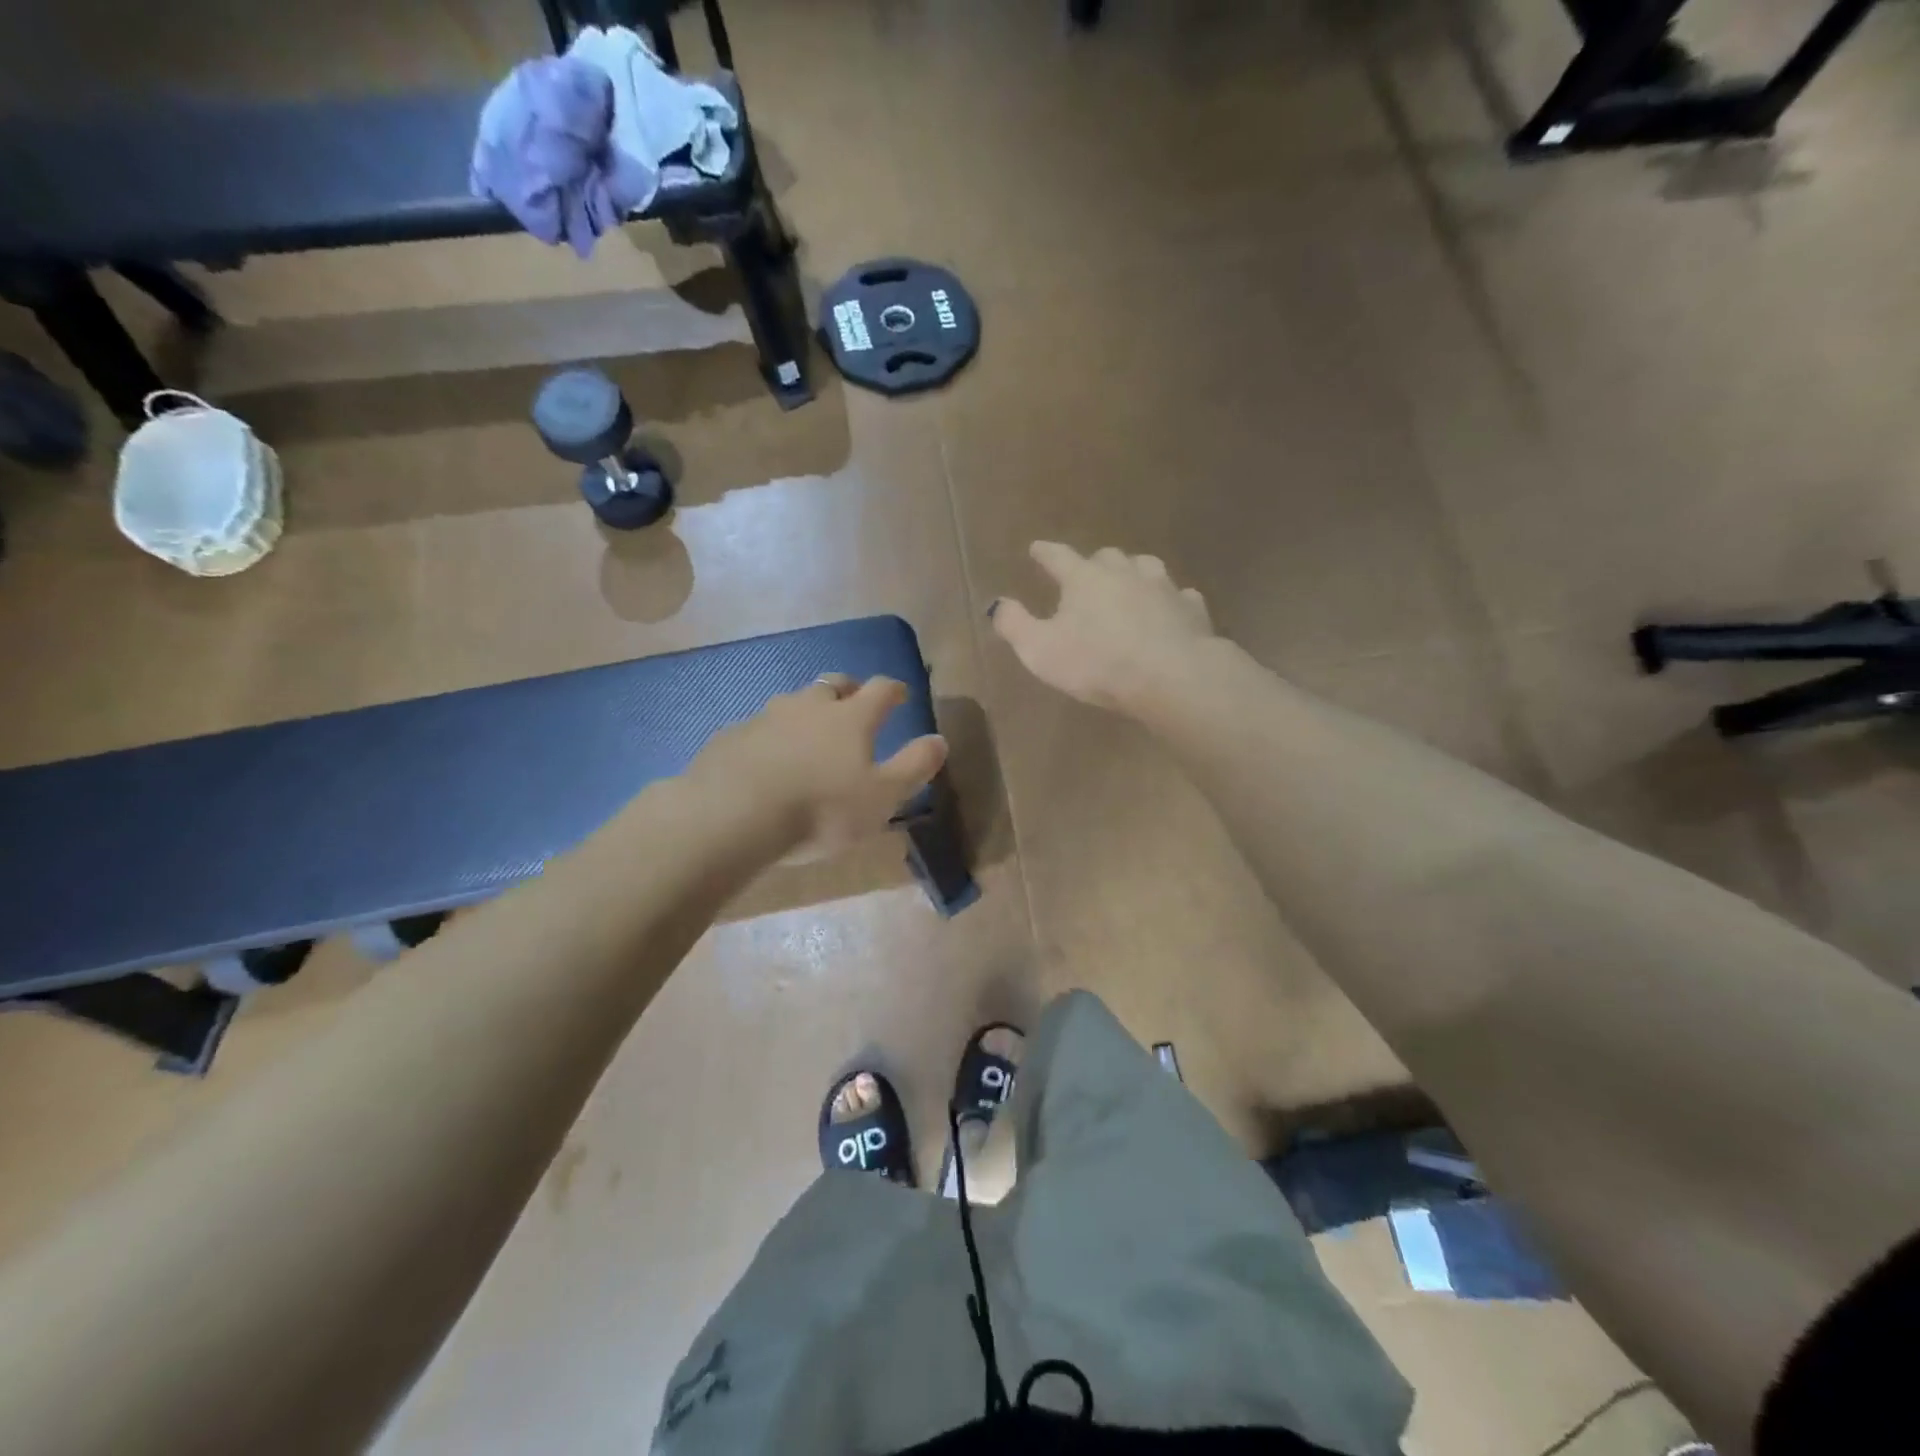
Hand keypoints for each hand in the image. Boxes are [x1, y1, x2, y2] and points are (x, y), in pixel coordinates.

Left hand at [686, 675, 947, 857]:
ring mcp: (765, 717)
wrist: (733, 815)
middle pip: (833, 685)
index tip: (901, 694)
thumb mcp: (882, 796)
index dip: (894, 689)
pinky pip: (757, 728)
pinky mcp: (731, 737)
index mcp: (851, 717)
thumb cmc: (820, 808)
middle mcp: (809, 706)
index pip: (881, 689)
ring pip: (792, 704)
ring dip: (805, 712)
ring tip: (808, 735)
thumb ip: (914, 766)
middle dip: (847, 691)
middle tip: (853, 704)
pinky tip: (765, 760)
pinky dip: (769, 737)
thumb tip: (940, 740)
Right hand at [991, 542, 1216, 713]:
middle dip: (1093, 563)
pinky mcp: (1192, 609)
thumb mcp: (1040, 650)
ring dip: (1133, 573)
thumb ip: (1015, 625)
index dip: (1045, 552)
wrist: (1172, 675)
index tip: (1036, 547)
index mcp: (1084, 579)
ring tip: (1128, 585)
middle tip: (1086, 575)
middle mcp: (1124, 572)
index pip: (1058, 556)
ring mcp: (1163, 587)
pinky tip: (1168, 610)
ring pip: (1145, 568)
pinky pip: (1179, 596)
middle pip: (1106, 557)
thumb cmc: (1098, 663)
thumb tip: (998, 603)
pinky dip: (1168, 600)